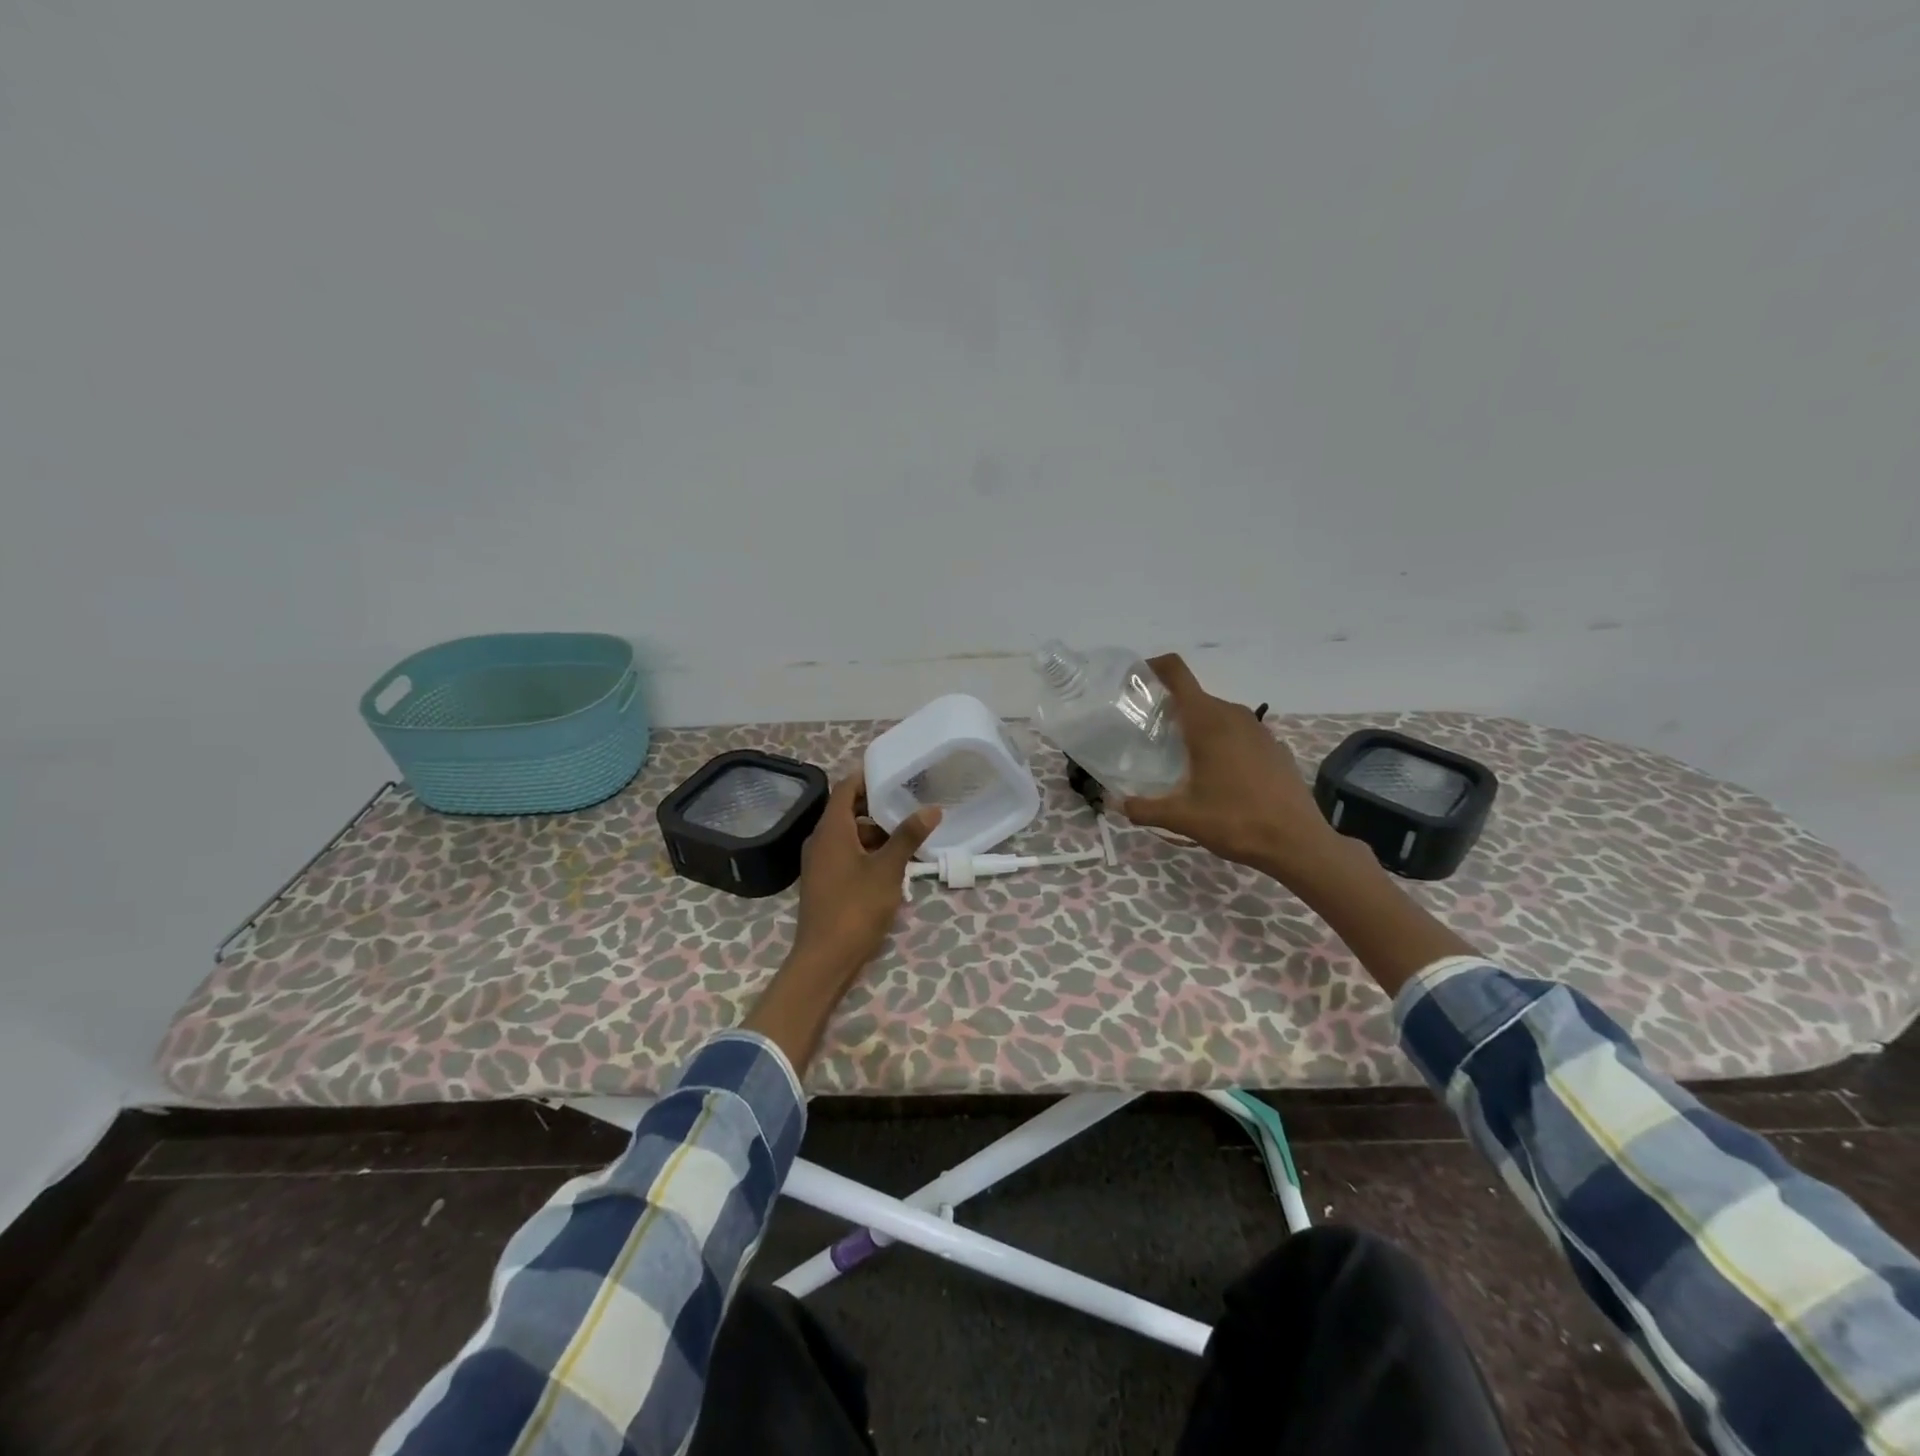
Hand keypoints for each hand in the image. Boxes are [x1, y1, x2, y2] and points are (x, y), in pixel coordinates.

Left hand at [787, 770, 940, 984]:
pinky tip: (893, 864)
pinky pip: (846, 854)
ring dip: (876, 833)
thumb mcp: (888, 870)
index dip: (868, 777)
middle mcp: (820, 840)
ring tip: (908, 835)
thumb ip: (907, 837)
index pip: (846, 788)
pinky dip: (868, 852)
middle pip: (848, 811)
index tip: (895, 773)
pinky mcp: (824, 881)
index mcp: (831, 830)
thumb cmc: (855, 907)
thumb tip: (932, 809)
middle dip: (877, 807)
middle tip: (910, 803)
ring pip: (849, 835)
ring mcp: (820, 863)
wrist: (825, 958)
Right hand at [1122, 654, 1349, 884]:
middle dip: (1170, 707)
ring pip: (1218, 714)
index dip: (1155, 667)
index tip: (1136, 681)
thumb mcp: (1182, 818)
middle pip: (1195, 696)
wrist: (1297, 843)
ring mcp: (1259, 730)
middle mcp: (1234, 716)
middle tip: (1149, 733)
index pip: (1178, 673)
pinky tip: (1217, 773)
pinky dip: (1222, 741)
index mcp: (1208, 722)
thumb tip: (1116, 803)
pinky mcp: (1274, 747)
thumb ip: (1143, 808)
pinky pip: (1239, 732)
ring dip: (1197, 725)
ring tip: (1179, 754)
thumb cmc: (1236, 822)